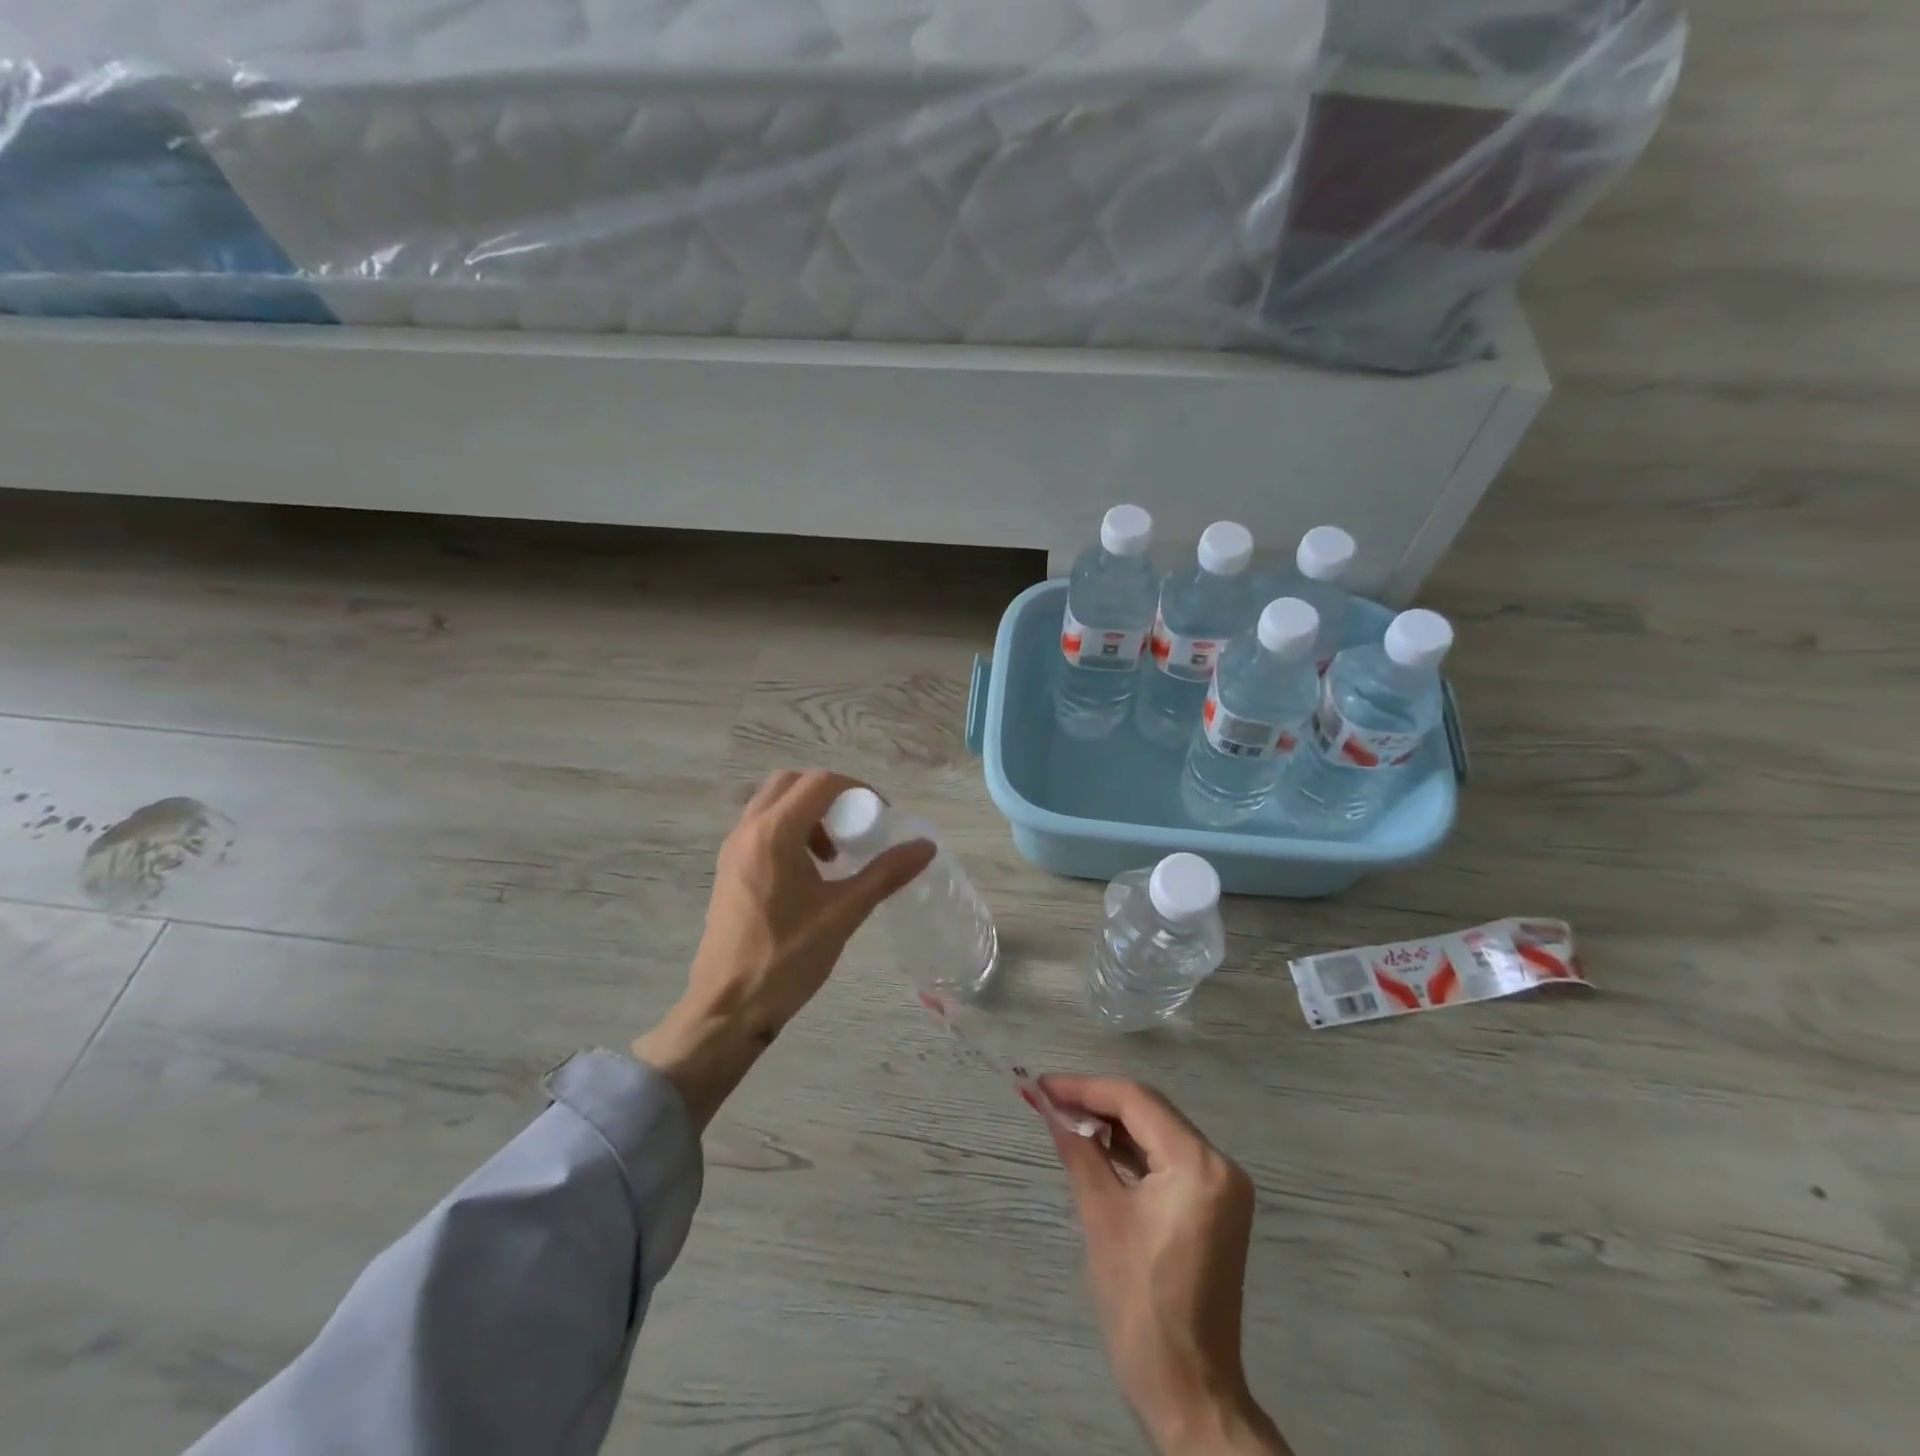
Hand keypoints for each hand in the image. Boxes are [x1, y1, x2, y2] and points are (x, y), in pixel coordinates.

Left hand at [634, 770, 933, 1127]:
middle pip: (791, 783)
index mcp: (774, 833)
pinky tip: (808, 874)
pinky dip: (788, 831)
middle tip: (855, 827)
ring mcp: (732, 849)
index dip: (858, 790)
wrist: (728, 1008)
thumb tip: (926, 845)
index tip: (880, 817)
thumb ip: (886, 873)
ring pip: (772, 804)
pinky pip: (760, 828)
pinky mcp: (728, 870)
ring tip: (833, 855)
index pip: (820, 783)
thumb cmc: (787, 958)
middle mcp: (748, 830)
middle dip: (829, 796)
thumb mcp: (844, 913)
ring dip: (807, 813)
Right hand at [1041, 1076, 1290, 1455]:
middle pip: (1149, 1111)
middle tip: (1047, 1098)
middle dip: (1096, 1101)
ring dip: (1112, 1124)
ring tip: (1063, 1117)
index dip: (1085, 1087)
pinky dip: (1131, 1151)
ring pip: (1157, 1132)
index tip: (1041, 1085)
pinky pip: (1167, 1159)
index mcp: (1199, 1165)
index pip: (1135, 1101)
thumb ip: (1078, 1150)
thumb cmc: (1140, 1306)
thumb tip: (1048, 1106)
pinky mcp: (1214, 1205)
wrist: (1189, 1392)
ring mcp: (1222, 1186)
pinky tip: (1096, 1146)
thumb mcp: (1102, 1218)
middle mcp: (1219, 1164)